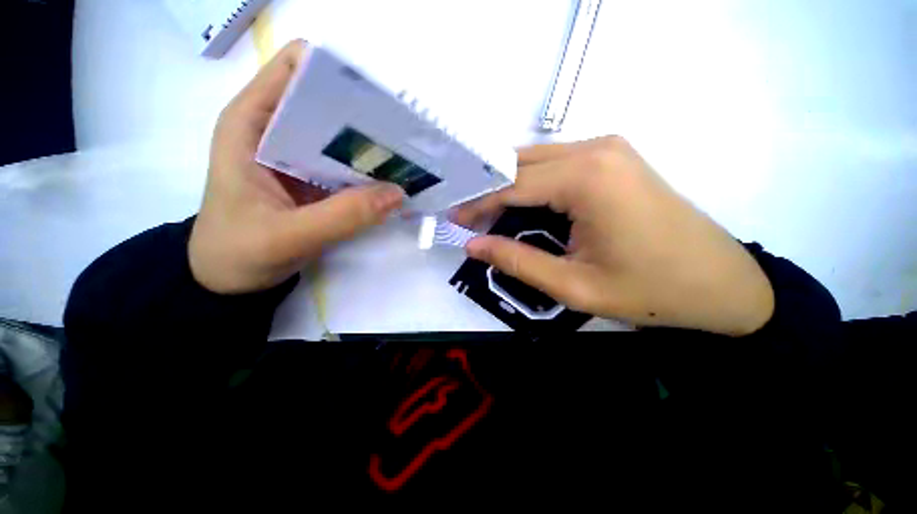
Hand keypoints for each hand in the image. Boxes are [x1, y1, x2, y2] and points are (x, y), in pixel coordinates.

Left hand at [189, 41, 404, 293]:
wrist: (229, 279)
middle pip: (325, 101)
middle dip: (365, 114)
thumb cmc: (238, 252)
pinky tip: (388, 180)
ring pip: (341, 135)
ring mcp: (297, 155)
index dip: (338, 75)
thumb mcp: (286, 236)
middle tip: (403, 134)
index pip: (296, 69)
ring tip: (404, 156)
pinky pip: (346, 166)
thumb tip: (398, 194)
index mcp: (251, 123)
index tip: (377, 99)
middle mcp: (275, 129)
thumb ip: (342, 217)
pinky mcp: (313, 179)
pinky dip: (368, 171)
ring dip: (372, 145)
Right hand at [453, 136, 774, 335]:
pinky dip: (530, 184)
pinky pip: (555, 164)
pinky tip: (522, 207)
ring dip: (507, 187)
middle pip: (519, 164)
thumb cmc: (650, 290)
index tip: (455, 219)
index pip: (511, 183)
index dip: (477, 202)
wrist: (721, 283)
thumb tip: (473, 245)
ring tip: (489, 217)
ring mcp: (607, 148)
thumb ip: (516, 262)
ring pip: (535, 161)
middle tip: (468, 219)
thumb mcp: (573, 286)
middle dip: (488, 191)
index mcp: (587, 178)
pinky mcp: (612, 157)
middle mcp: (595, 149)